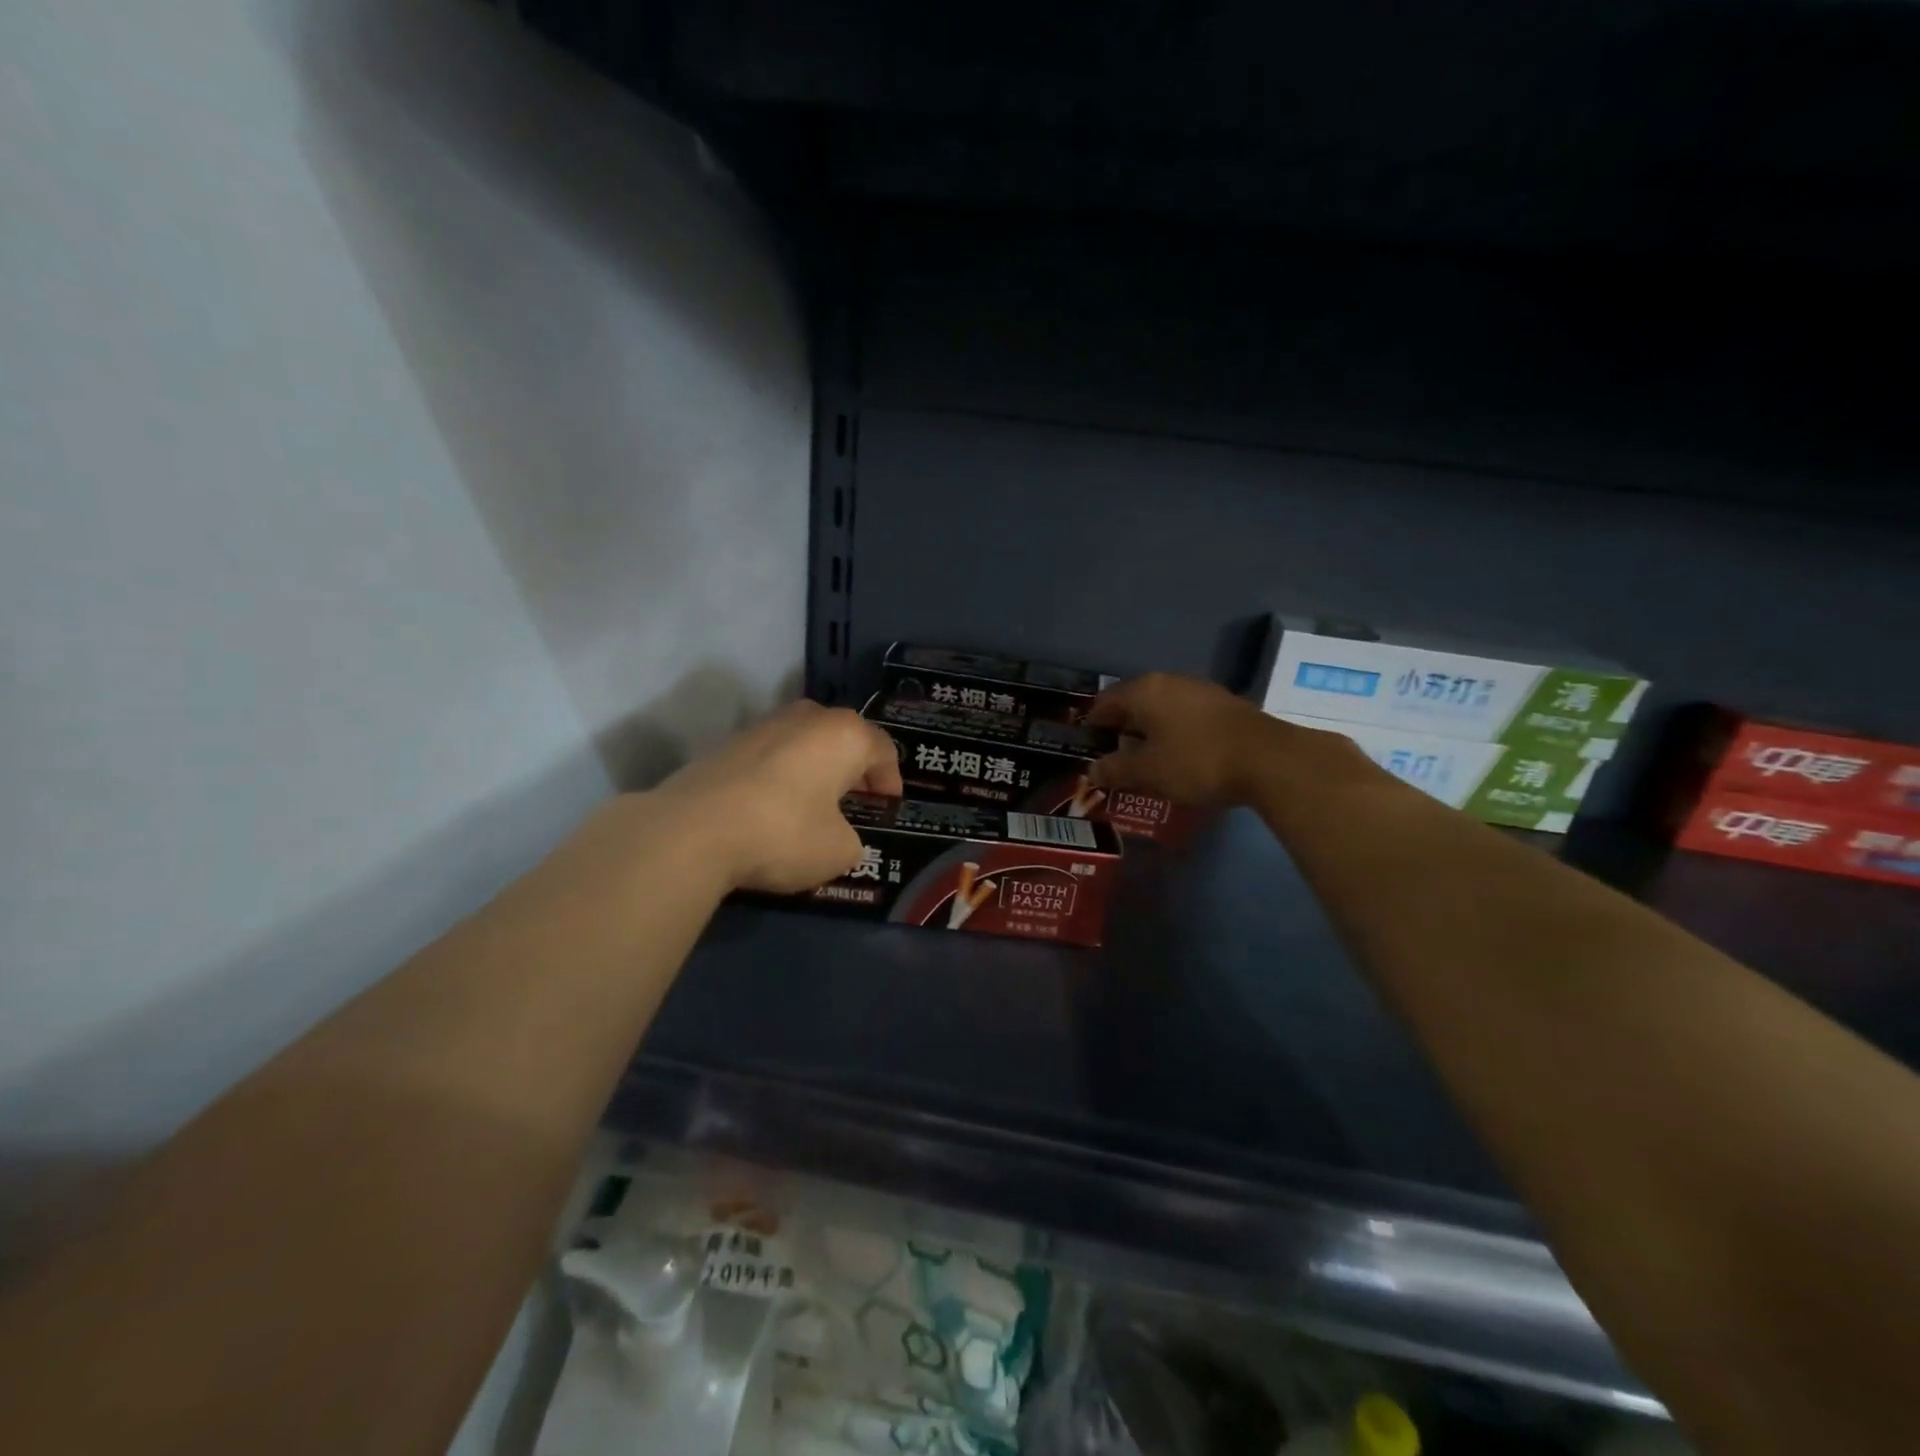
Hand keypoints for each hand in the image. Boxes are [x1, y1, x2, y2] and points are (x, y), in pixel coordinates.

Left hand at [651, 700, 903, 892]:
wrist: (692, 831)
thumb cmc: (784, 833)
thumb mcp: (840, 852)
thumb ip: (852, 840)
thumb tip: (838, 836)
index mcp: (845, 734)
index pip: (883, 749)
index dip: (890, 780)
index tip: (887, 807)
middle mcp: (807, 717)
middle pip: (843, 738)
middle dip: (852, 769)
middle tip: (854, 802)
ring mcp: (763, 725)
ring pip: (804, 743)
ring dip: (815, 769)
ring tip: (813, 805)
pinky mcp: (727, 743)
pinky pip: (771, 756)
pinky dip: (781, 776)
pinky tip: (772, 808)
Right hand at [1085, 672, 1330, 808]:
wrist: (1269, 760)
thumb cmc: (1197, 761)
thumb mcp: (1148, 772)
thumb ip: (1115, 770)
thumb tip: (1092, 770)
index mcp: (1145, 691)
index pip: (1104, 703)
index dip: (1092, 726)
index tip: (1088, 749)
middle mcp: (1169, 682)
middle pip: (1133, 702)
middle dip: (1120, 729)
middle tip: (1114, 758)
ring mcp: (1200, 690)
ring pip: (1161, 708)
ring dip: (1149, 731)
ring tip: (1145, 760)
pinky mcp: (1224, 704)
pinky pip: (1184, 715)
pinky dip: (1173, 732)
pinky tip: (1178, 755)